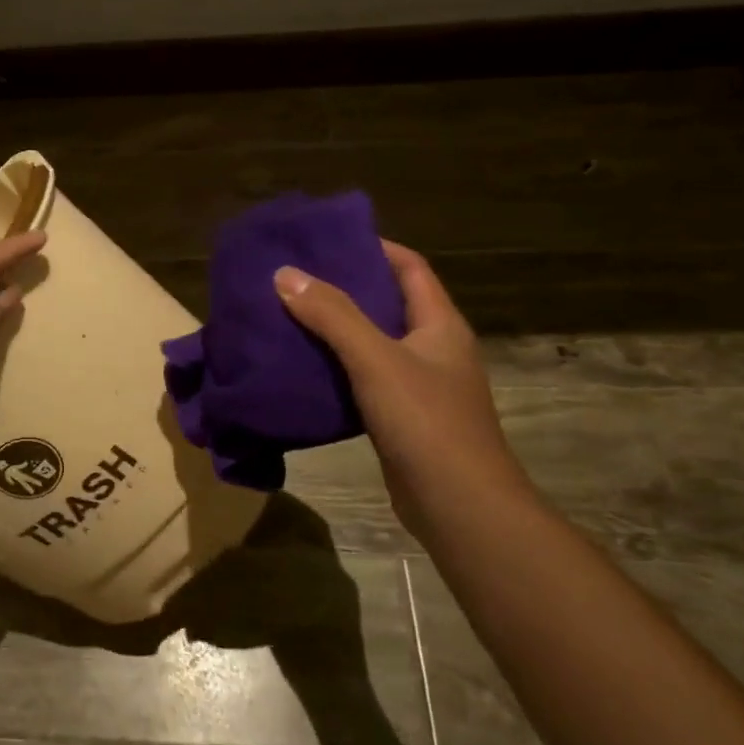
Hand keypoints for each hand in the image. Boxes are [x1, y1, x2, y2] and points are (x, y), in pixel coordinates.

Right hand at [273, 241, 533, 532]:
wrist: (458, 505)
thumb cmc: (425, 421)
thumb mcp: (375, 359)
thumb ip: (332, 315)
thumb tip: (285, 273)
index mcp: (439, 324)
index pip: (409, 267)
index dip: (374, 246)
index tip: (327, 238)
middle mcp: (434, 348)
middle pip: (388, 302)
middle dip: (345, 286)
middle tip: (296, 276)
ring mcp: (420, 385)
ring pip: (373, 342)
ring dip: (336, 328)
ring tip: (290, 314)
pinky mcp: (402, 417)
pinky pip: (364, 377)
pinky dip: (336, 366)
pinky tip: (302, 366)